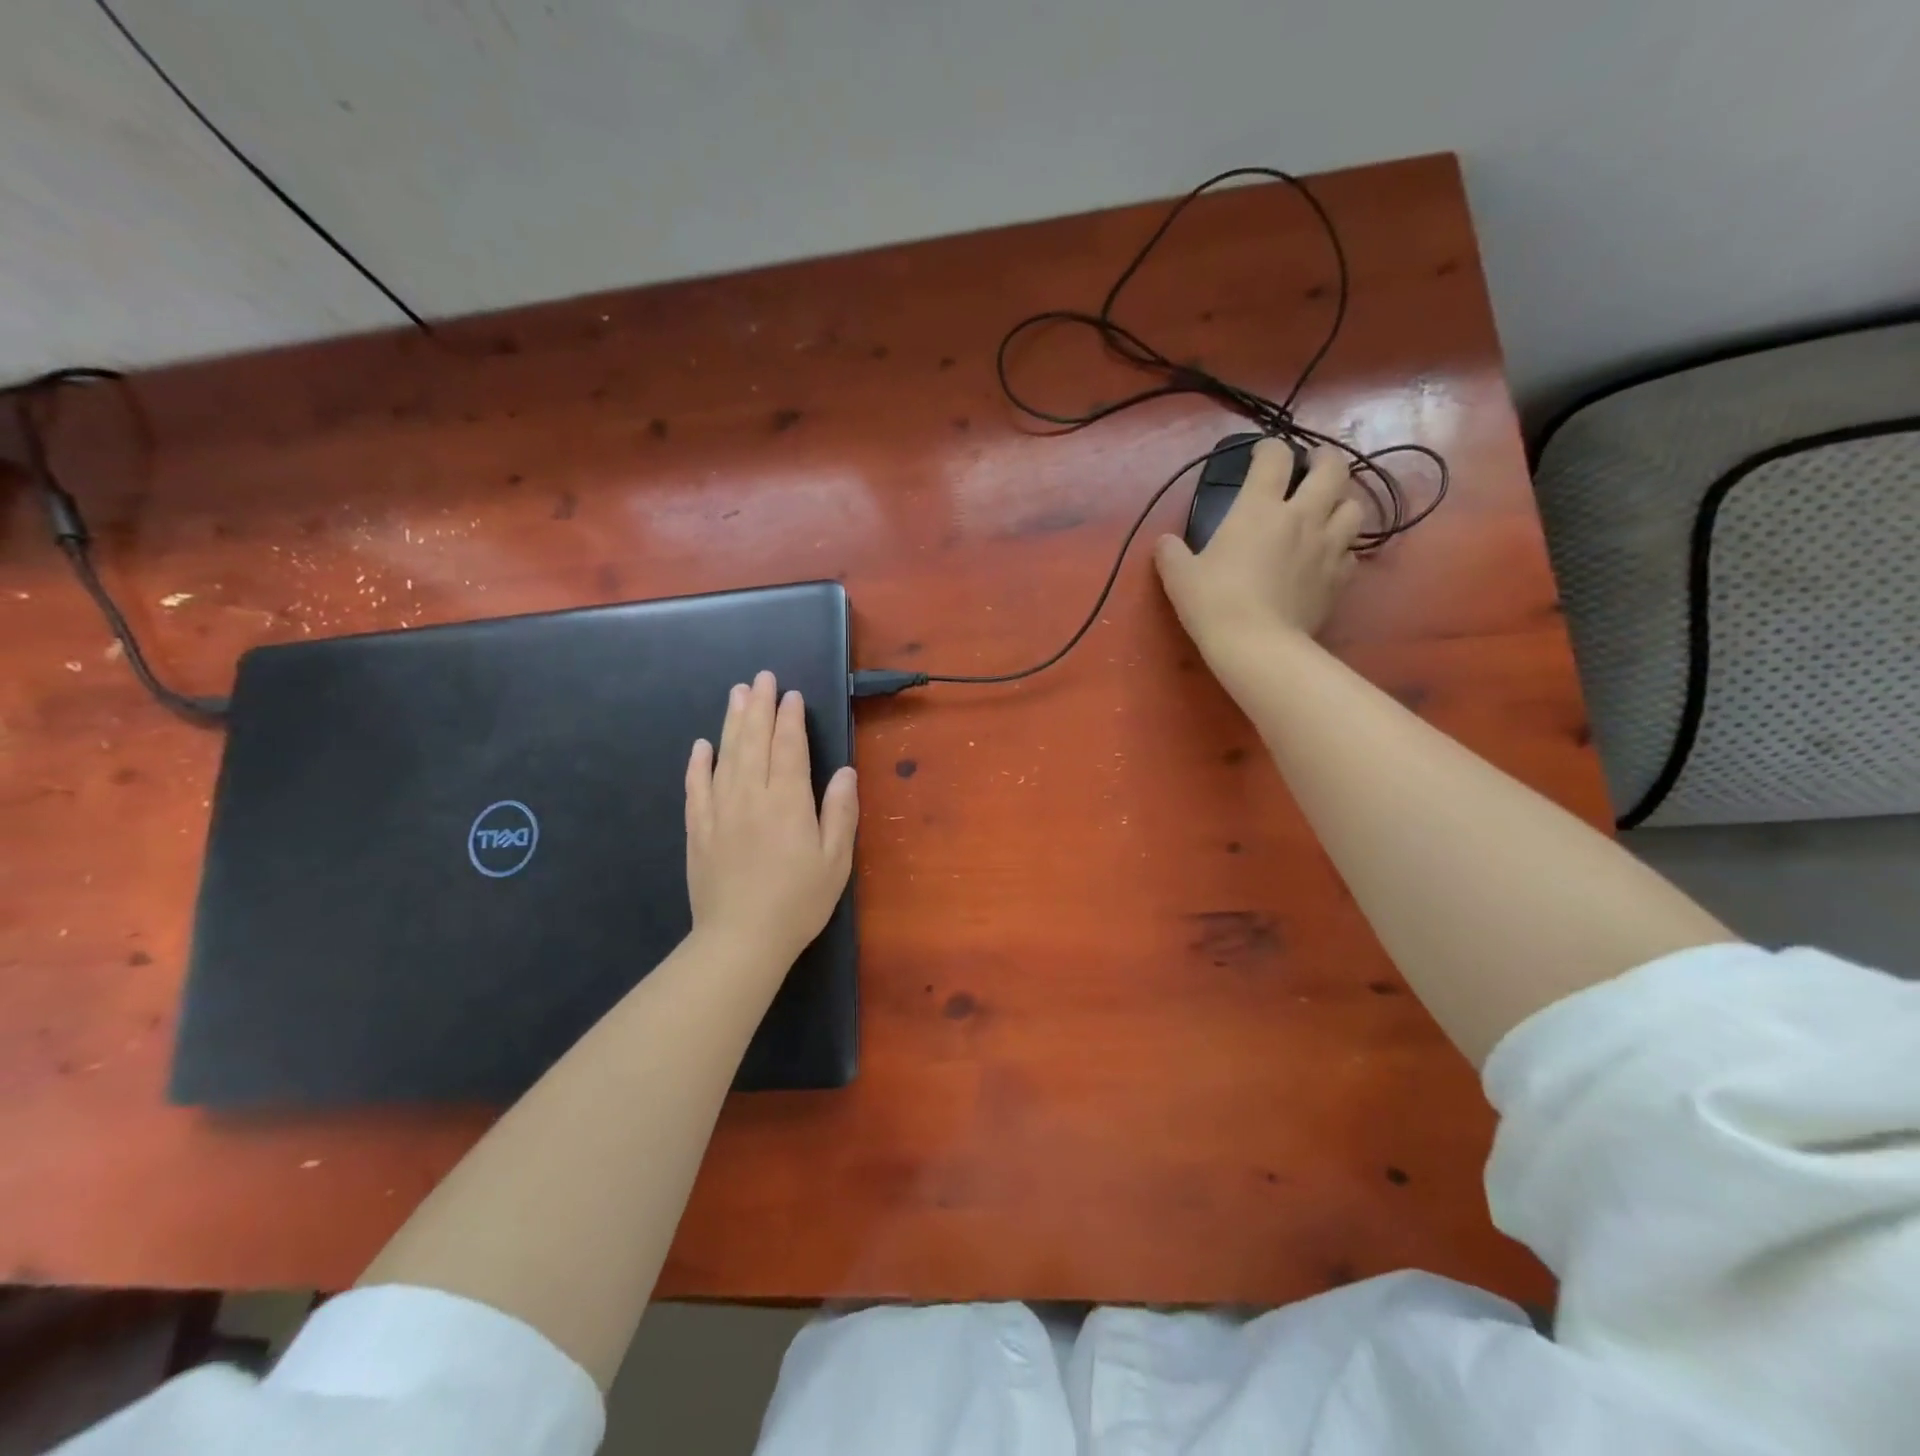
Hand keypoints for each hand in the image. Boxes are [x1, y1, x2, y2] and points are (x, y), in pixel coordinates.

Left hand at [685, 671, 857, 970]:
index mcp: (788, 801)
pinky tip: (702, 745)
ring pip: (725, 755)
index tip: (791, 695)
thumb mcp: (835, 861)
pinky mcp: (698, 829)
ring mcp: (719, 810)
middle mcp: (751, 795)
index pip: (788, 747)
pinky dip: (699, 763)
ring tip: (737, 694)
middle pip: (754, 741)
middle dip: (760, 706)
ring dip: (732, 722)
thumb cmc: (798, 901)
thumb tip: (843, 772)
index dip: (790, 718)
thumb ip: (840, 812)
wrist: (740, 939)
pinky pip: (696, 787)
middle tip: (762, 678)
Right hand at [1154, 443, 1365, 665]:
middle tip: (1311, 466)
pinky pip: (1352, 551)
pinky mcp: (1340, 577)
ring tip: (1327, 509)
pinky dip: (1343, 547)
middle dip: (1323, 459)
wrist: (1257, 645)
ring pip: (1354, 505)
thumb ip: (1171, 553)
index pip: (1275, 456)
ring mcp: (1327, 546)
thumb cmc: (1214, 603)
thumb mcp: (1179, 576)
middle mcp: (1302, 516)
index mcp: (1259, 507)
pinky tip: (1328, 555)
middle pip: (1332, 468)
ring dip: (1341, 501)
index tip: (1260, 454)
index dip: (1269, 448)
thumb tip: (1165, 543)